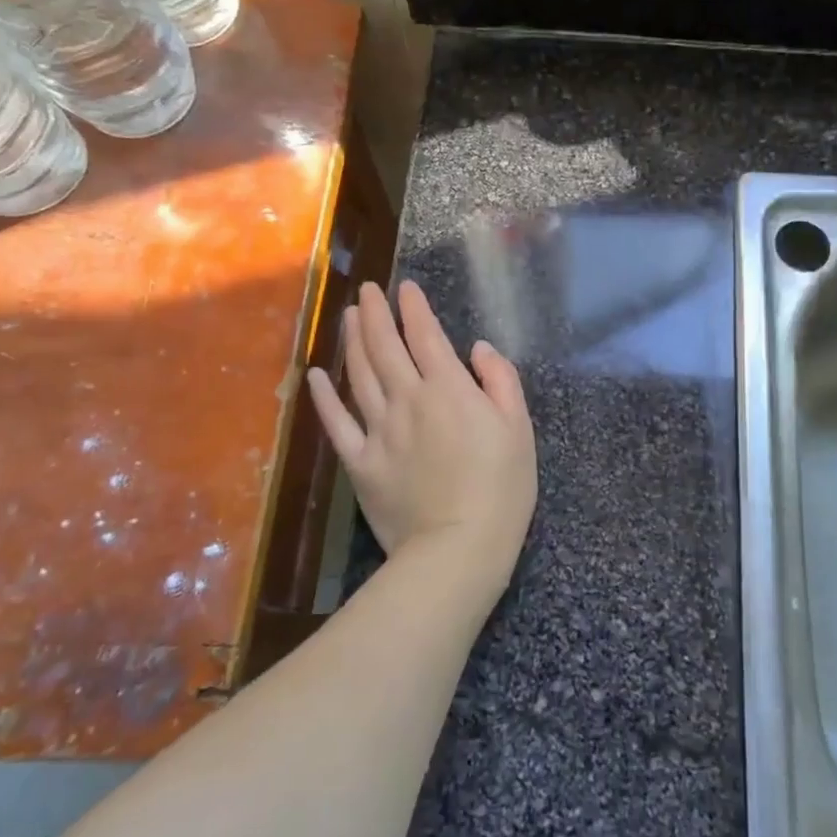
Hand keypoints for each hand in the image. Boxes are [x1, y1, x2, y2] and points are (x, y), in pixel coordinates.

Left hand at [308, 280, 537, 609]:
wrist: (458, 547)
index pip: (426, 336)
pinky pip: (337, 423)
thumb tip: (478, 349)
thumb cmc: (501, 487)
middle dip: (376, 313)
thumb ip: (501, 381)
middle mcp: (409, 399)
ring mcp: (379, 430)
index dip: (414, 308)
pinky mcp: (360, 462)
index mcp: (449, 389)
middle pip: (385, 347)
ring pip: (359, 375)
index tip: (406, 288)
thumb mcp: (519, 428)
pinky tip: (316, 376)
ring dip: (352, 341)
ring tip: (348, 317)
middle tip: (367, 290)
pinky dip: (325, 397)